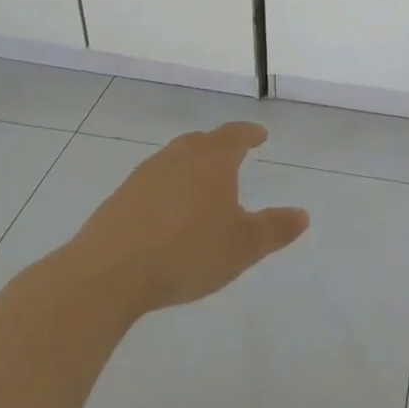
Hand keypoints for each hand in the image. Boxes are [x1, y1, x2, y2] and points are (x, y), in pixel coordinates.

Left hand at [65, 123, 309, 315]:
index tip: (260, 135)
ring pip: (173, 159)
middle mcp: (178, 159)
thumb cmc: (187, 253)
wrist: (106, 274)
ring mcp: (144, 177)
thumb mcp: (242, 247)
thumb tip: (302, 215)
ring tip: (199, 182)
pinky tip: (166, 211)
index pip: (235, 136)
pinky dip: (166, 187)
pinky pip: (151, 182)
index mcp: (212, 161)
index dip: (250, 133)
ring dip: (189, 164)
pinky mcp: (119, 200)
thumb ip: (274, 229)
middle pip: (201, 141)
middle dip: (218, 144)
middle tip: (230, 152)